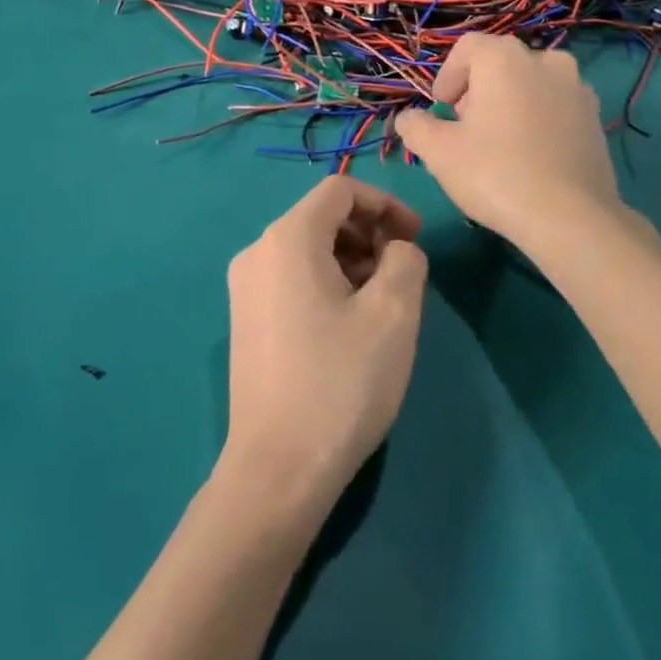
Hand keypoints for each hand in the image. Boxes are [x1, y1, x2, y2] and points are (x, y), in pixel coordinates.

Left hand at [219, 177, 426, 525]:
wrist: (278, 469)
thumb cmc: (341, 382)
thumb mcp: (394, 314)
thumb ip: (406, 259)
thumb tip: (397, 250)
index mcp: (287, 239)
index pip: (340, 190)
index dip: (385, 203)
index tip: (415, 238)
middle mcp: (257, 252)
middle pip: (322, 217)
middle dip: (369, 232)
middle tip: (403, 272)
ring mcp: (245, 288)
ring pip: (308, 248)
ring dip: (352, 259)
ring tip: (382, 302)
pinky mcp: (246, 321)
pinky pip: (292, 278)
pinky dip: (328, 281)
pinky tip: (350, 324)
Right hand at [394, 34, 619, 245]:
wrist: (570, 217)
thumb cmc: (495, 174)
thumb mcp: (439, 152)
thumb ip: (416, 127)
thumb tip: (409, 118)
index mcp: (504, 59)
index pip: (468, 47)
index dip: (448, 75)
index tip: (441, 108)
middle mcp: (545, 61)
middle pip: (501, 63)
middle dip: (478, 89)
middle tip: (465, 126)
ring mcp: (576, 88)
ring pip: (532, 83)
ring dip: (511, 101)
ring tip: (499, 141)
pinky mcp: (595, 118)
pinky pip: (556, 106)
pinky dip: (539, 118)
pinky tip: (531, 154)